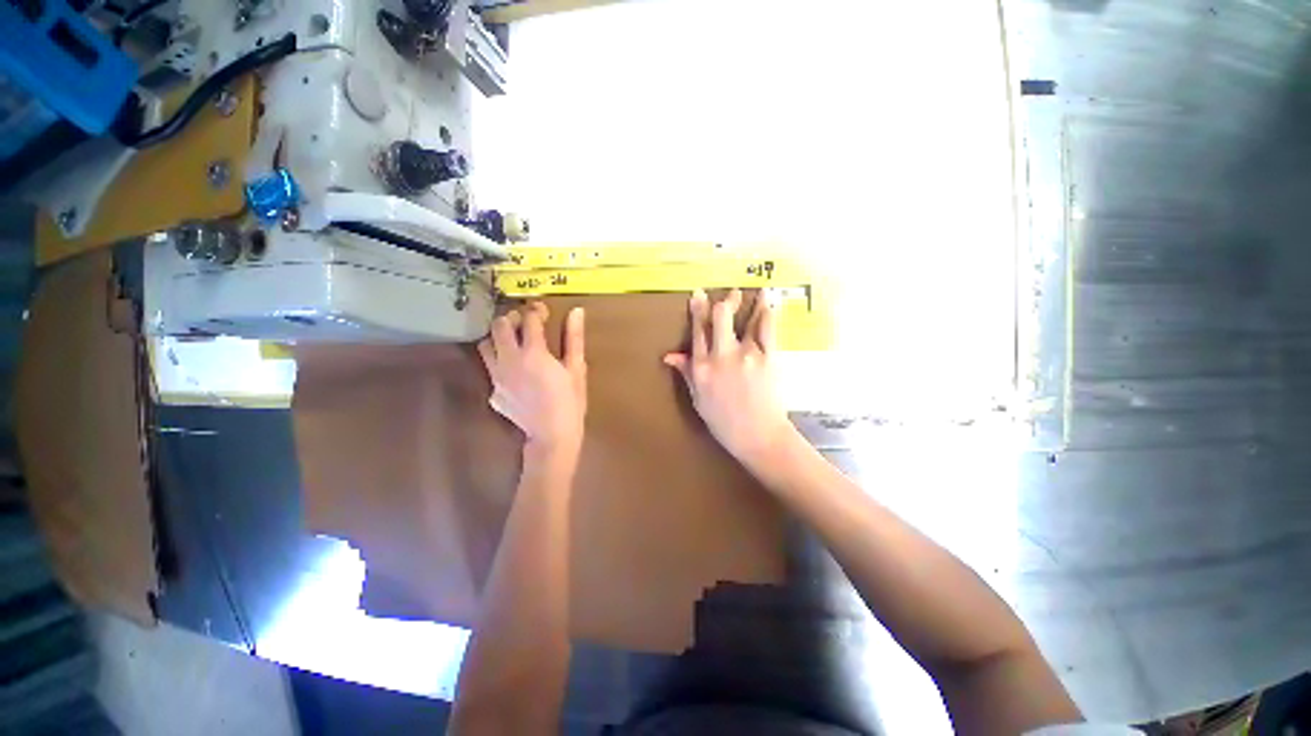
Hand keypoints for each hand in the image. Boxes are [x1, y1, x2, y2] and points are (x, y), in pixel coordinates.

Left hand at [478, 303, 586, 457]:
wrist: (552, 436)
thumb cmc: (570, 401)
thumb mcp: (576, 368)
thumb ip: (574, 338)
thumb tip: (576, 311)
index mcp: (533, 353)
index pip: (528, 319)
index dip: (536, 309)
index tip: (543, 310)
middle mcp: (509, 360)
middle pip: (499, 326)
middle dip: (512, 318)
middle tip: (525, 323)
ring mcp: (497, 377)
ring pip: (485, 345)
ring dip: (498, 338)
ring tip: (514, 342)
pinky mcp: (492, 392)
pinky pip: (490, 369)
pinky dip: (499, 362)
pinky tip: (515, 372)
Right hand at [663, 289, 793, 464]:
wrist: (758, 436)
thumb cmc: (724, 421)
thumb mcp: (698, 399)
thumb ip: (686, 373)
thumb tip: (669, 356)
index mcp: (701, 367)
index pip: (698, 331)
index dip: (697, 309)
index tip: (699, 294)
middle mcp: (720, 356)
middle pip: (720, 317)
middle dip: (724, 302)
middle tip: (733, 294)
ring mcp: (746, 355)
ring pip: (745, 319)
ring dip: (750, 302)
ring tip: (759, 291)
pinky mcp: (768, 357)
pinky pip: (768, 329)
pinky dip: (768, 314)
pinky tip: (770, 303)